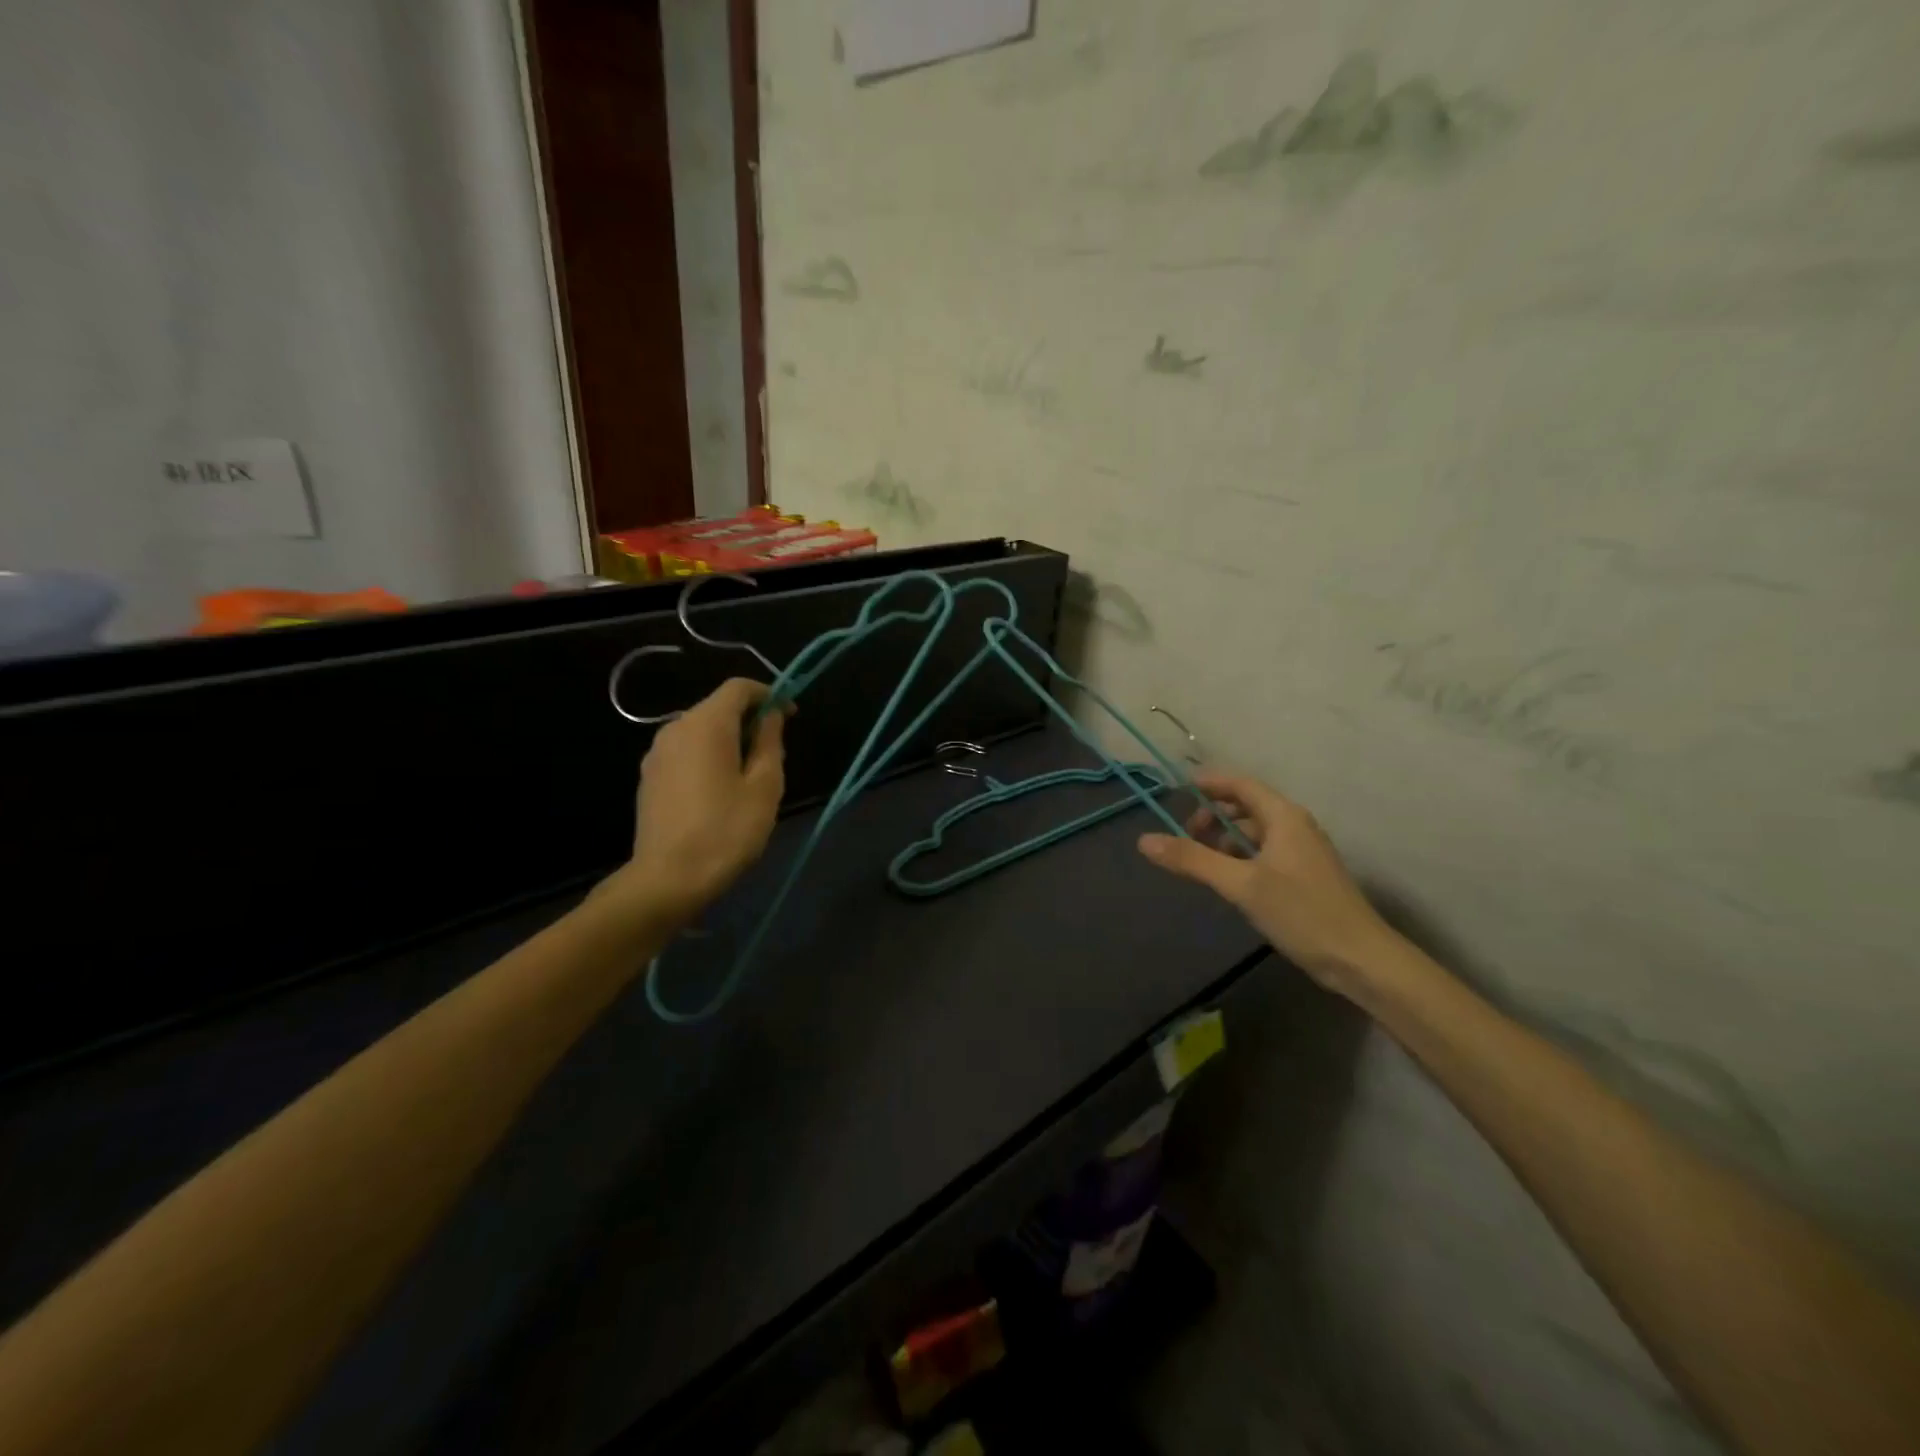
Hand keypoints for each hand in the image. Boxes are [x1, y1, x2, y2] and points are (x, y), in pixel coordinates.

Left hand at [612, 678, 787, 926]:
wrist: (668, 879)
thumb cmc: (726, 830)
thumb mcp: (764, 786)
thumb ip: (769, 742)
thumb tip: (771, 716)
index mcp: (706, 724)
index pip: (739, 687)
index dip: (769, 694)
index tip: (790, 716)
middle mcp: (676, 728)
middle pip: (718, 707)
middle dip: (749, 719)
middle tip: (775, 751)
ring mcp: (657, 753)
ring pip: (701, 731)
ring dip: (729, 740)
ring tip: (751, 775)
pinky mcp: (649, 777)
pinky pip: (686, 752)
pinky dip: (708, 756)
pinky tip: (721, 790)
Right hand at [1138, 773, 1400, 998]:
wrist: (1361, 960)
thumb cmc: (1301, 913)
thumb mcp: (1240, 885)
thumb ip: (1193, 860)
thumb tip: (1145, 840)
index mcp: (1284, 817)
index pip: (1241, 784)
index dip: (1209, 783)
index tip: (1178, 790)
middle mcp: (1295, 826)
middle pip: (1247, 806)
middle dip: (1214, 815)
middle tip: (1186, 836)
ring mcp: (1303, 852)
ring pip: (1256, 832)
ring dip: (1227, 838)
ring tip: (1202, 861)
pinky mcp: (1305, 876)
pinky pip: (1265, 852)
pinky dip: (1241, 856)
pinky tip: (1229, 880)